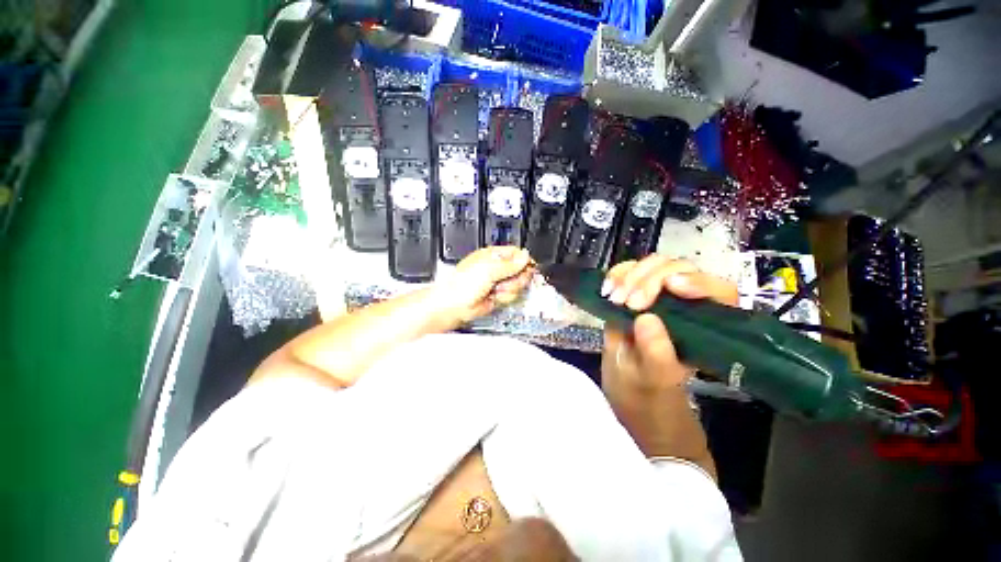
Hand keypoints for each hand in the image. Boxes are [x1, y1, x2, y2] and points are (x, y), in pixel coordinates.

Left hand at [435, 246, 535, 325]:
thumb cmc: (463, 284)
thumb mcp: (489, 269)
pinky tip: (494, 296)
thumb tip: (525, 256)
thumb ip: (510, 264)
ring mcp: (499, 282)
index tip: (528, 267)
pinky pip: (511, 295)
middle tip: (505, 280)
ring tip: (495, 289)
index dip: (524, 261)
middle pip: (521, 270)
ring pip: (517, 284)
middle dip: (516, 277)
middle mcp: (497, 268)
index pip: (516, 254)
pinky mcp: (499, 295)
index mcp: (493, 256)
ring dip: (508, 288)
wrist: (454, 305)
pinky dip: (504, 297)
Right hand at [599, 256, 737, 466]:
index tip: (672, 287)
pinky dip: (617, 273)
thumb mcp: (652, 380)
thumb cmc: (647, 391)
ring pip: (654, 265)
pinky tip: (607, 288)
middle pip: (680, 269)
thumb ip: (656, 354)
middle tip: (627, 302)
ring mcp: (658, 297)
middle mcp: (685, 306)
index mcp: (705, 328)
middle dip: (651, 279)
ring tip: (613, 296)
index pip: (719, 291)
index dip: (700, 281)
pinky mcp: (634, 293)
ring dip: (631, 274)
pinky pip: (629, 271)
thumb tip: (647, 319)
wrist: (628, 389)